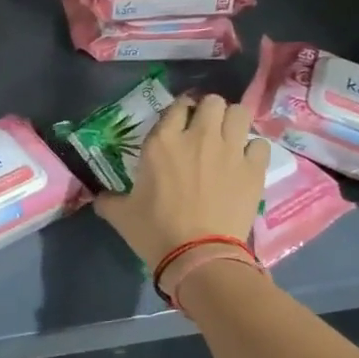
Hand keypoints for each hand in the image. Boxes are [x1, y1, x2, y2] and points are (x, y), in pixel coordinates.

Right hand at [94, 93, 268, 266]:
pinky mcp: (253, 168)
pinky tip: (245, 163)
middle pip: (212, 102)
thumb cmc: (155, 232)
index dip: (179, 112)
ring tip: (228, 139)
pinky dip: (253, 150)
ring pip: (239, 112)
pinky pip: (260, 144)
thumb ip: (108, 200)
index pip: (176, 107)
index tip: (178, 125)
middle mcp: (198, 137)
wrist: (198, 255)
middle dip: (209, 112)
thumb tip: (99, 197)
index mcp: (162, 143)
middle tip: (205, 130)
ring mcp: (230, 150)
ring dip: (233, 122)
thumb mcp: (121, 215)